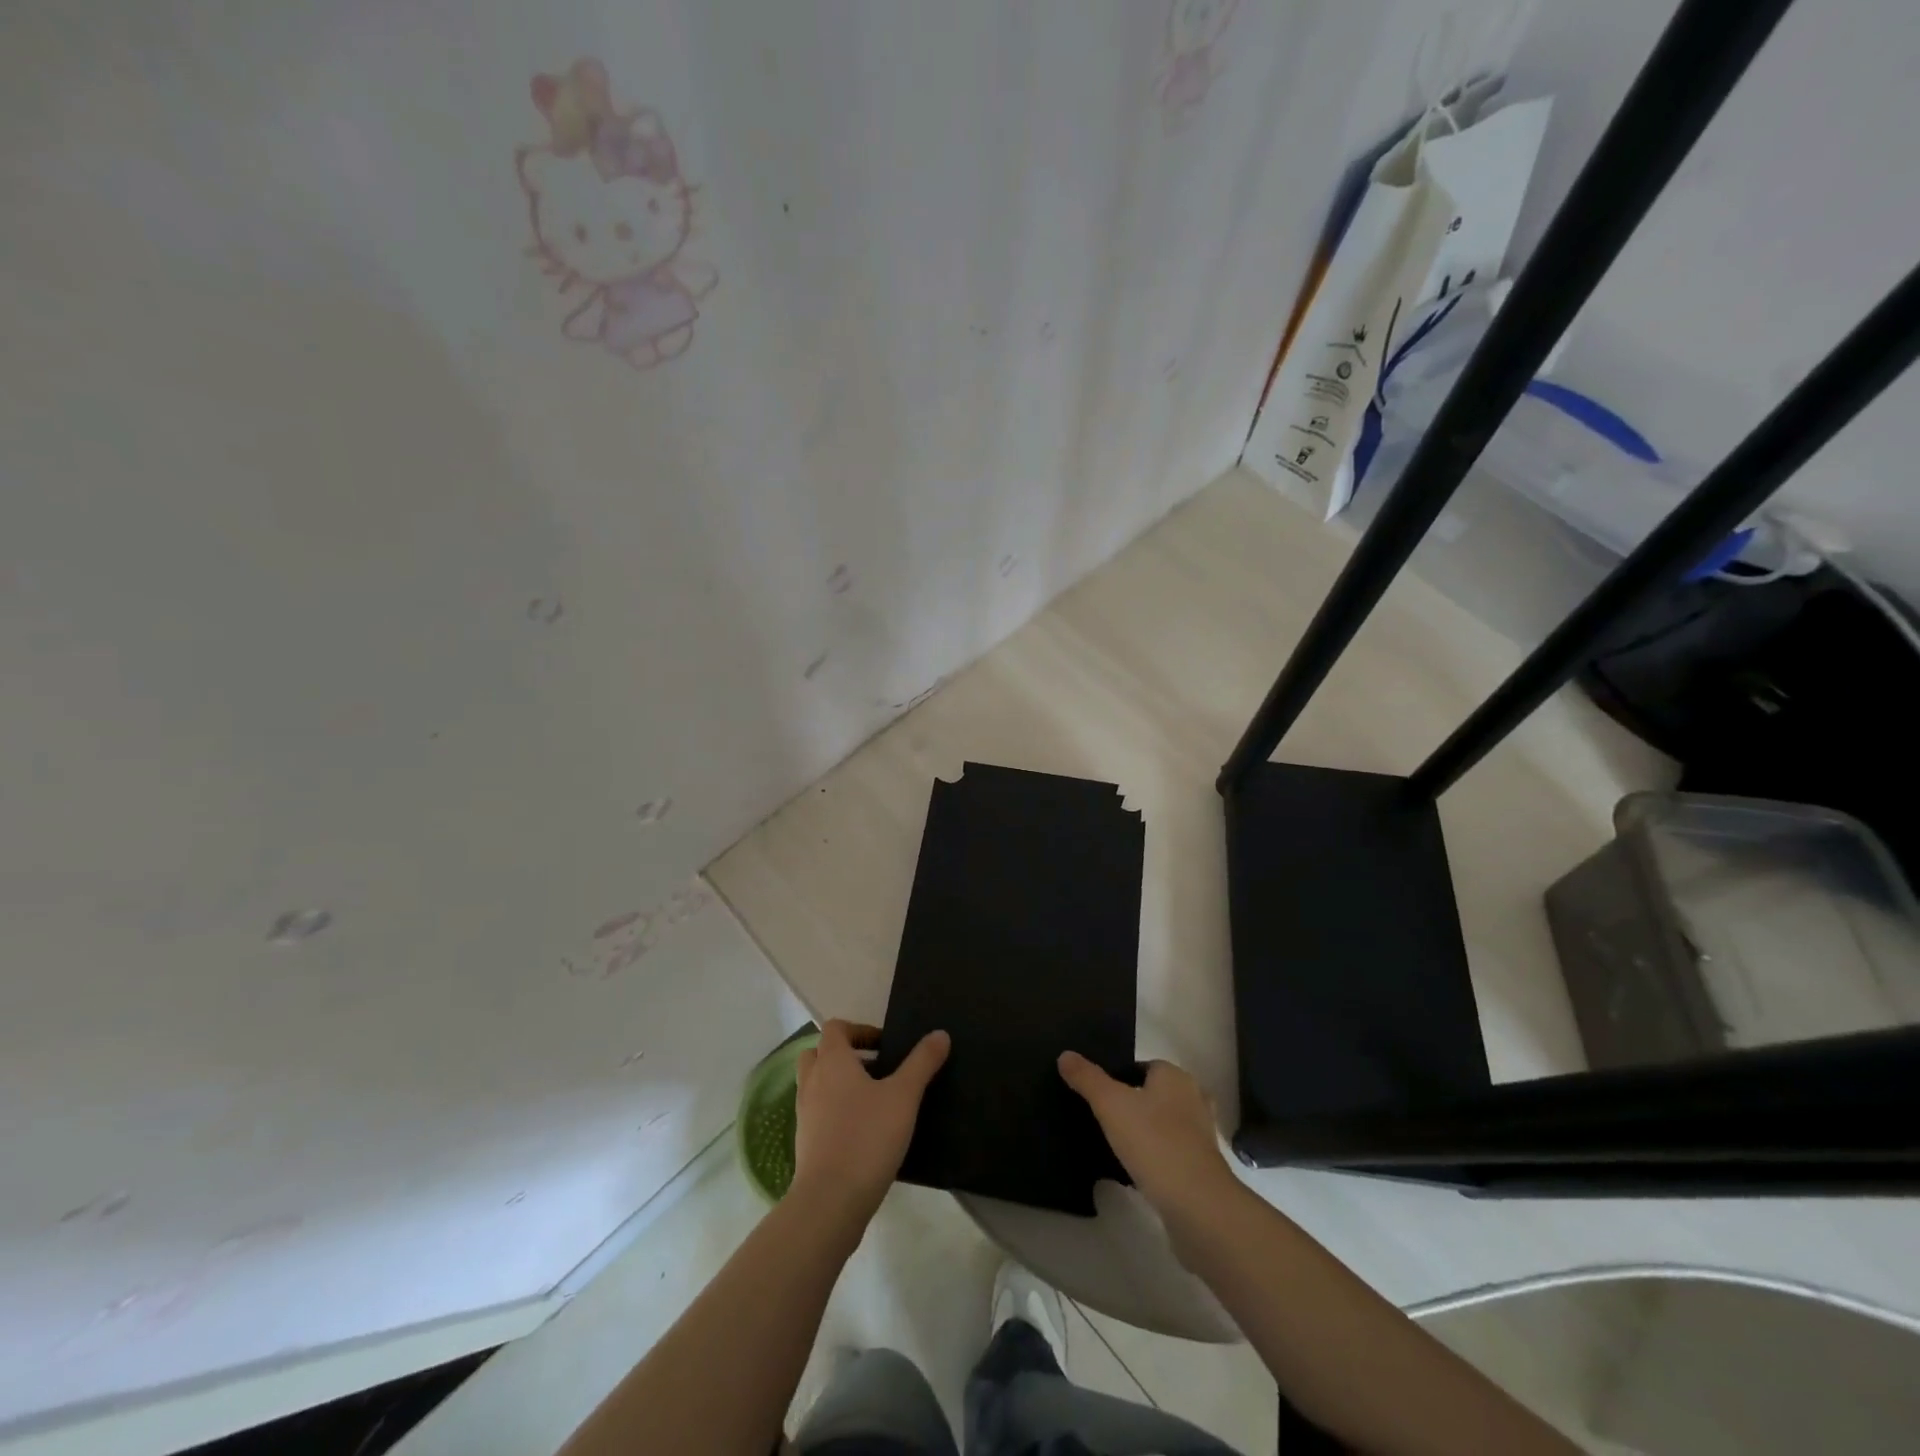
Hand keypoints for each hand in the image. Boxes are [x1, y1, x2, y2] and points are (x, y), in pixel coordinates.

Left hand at [794, 1020, 949, 1220]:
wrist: (830, 1202)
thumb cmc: (867, 1137)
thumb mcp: (903, 1096)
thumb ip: (922, 1062)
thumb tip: (940, 1033)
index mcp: (832, 1062)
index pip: (835, 1028)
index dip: (859, 1030)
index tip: (885, 1046)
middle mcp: (812, 1082)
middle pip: (819, 1053)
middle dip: (846, 1055)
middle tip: (876, 1069)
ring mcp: (805, 1114)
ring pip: (817, 1084)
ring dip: (840, 1084)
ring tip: (874, 1100)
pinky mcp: (805, 1143)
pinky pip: (818, 1113)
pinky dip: (836, 1112)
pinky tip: (864, 1132)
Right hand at [1058, 1053, 1237, 1225]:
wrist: (1197, 1206)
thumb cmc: (1154, 1142)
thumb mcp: (1110, 1104)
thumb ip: (1087, 1078)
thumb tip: (1065, 1055)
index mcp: (1175, 1077)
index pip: (1143, 1066)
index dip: (1119, 1077)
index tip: (1098, 1096)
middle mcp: (1193, 1099)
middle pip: (1154, 1095)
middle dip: (1132, 1105)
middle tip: (1104, 1120)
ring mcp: (1201, 1136)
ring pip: (1164, 1125)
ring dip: (1145, 1133)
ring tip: (1116, 1146)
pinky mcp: (1203, 1168)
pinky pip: (1171, 1153)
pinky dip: (1155, 1158)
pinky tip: (1135, 1171)